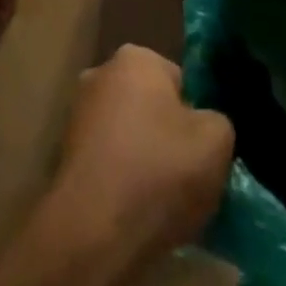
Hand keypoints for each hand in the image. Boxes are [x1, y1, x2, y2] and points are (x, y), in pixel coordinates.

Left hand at [49, 45, 233, 268]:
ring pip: (131, 134)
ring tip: (166, 202)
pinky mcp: (67, 149)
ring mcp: (79, 111)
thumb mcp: (216, 142)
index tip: (205, 152)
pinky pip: (111, 158)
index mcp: (135, 58)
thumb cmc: (160, 172)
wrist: (96, 227)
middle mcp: (101, 73)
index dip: (198, 118)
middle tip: (190, 178)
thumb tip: (204, 123)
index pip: (181, 82)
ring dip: (148, 159)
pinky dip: (125, 177)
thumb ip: (218, 121)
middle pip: (153, 107)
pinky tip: (138, 210)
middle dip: (171, 137)